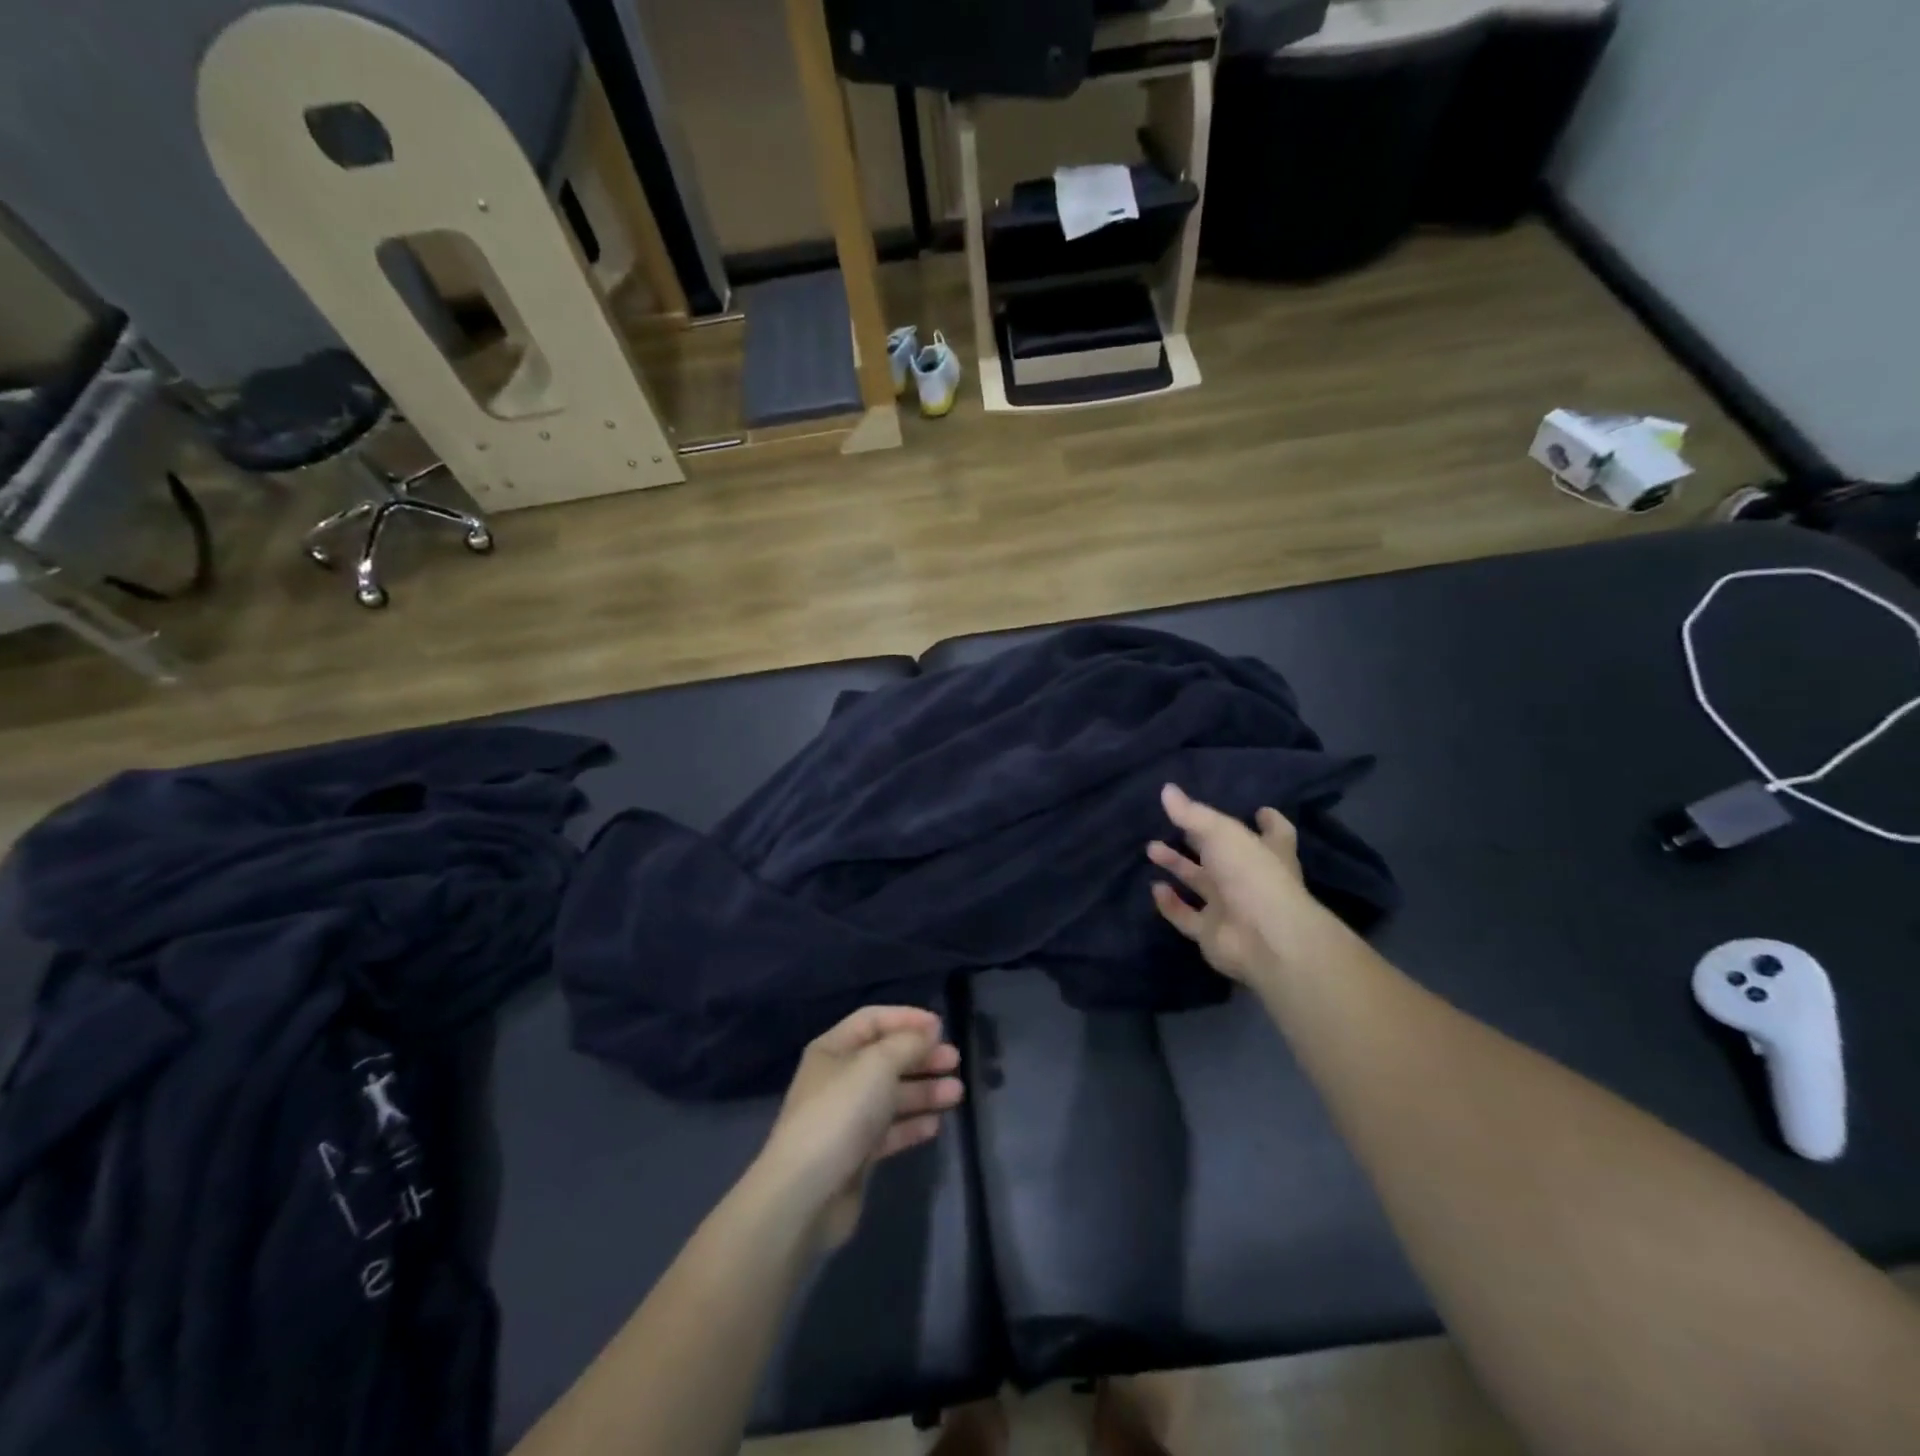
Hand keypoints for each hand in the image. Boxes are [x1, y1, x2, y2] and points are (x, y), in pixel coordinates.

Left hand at [758, 1007, 963, 1250]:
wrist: (806, 1193)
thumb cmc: (841, 1112)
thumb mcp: (878, 1065)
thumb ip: (908, 1043)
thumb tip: (928, 1032)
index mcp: (833, 1049)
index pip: (873, 1020)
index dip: (906, 1019)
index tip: (941, 1027)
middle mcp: (839, 1078)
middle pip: (887, 1058)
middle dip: (921, 1057)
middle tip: (954, 1061)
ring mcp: (847, 1117)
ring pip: (892, 1095)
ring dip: (924, 1091)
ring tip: (956, 1093)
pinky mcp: (857, 1153)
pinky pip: (890, 1130)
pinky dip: (913, 1124)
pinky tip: (936, 1124)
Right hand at [1147, 782, 1313, 984]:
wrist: (1263, 938)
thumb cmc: (1251, 874)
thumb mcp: (1221, 833)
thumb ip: (1192, 813)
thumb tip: (1166, 789)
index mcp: (1267, 852)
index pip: (1275, 833)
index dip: (1268, 822)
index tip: (1260, 811)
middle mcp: (1250, 879)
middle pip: (1224, 857)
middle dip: (1199, 841)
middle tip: (1175, 826)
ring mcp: (1232, 908)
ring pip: (1201, 884)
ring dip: (1178, 867)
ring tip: (1151, 849)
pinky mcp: (1212, 933)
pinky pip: (1186, 916)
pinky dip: (1170, 903)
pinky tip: (1155, 887)